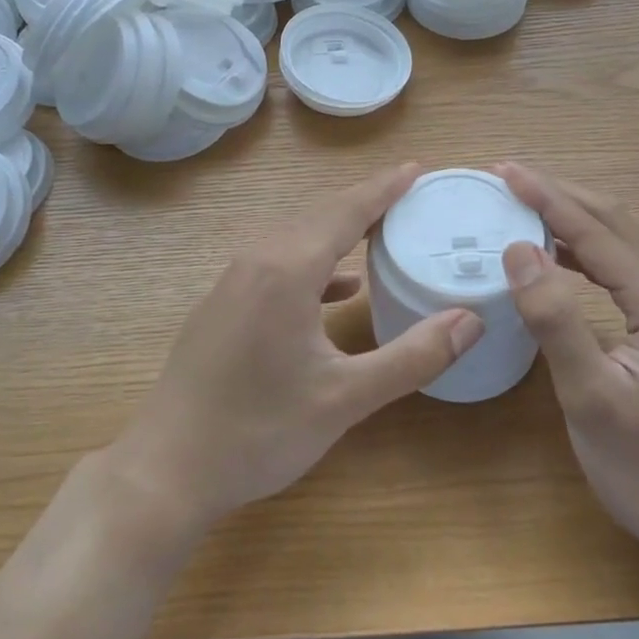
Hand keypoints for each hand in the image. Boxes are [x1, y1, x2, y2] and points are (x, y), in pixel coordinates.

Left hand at [110, 163, 483, 533]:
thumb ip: (412, 357)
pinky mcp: (221, 305)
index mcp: (286, 270)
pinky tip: (336, 289)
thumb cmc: (259, 432)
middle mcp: (255, 261)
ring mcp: (231, 282)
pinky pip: (275, 264)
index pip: (345, 211)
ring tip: (379, 232)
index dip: (384, 188)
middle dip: (364, 201)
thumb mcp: (345, 398)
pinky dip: (311, 263)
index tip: (417, 169)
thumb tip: (470, 320)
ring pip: (293, 238)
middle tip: (408, 196)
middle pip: (318, 216)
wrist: (167, 469)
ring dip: (336, 230)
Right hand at [494, 162, 638, 575]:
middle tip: (505, 176)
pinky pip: (625, 265)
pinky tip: (557, 254)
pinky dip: (586, 247)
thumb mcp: (592, 397)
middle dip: (559, 193)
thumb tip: (518, 249)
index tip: (501, 169)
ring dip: (573, 215)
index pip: (596, 230)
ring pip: (623, 238)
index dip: (546, 196)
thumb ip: (555, 319)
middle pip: (616, 221)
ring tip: (523, 203)